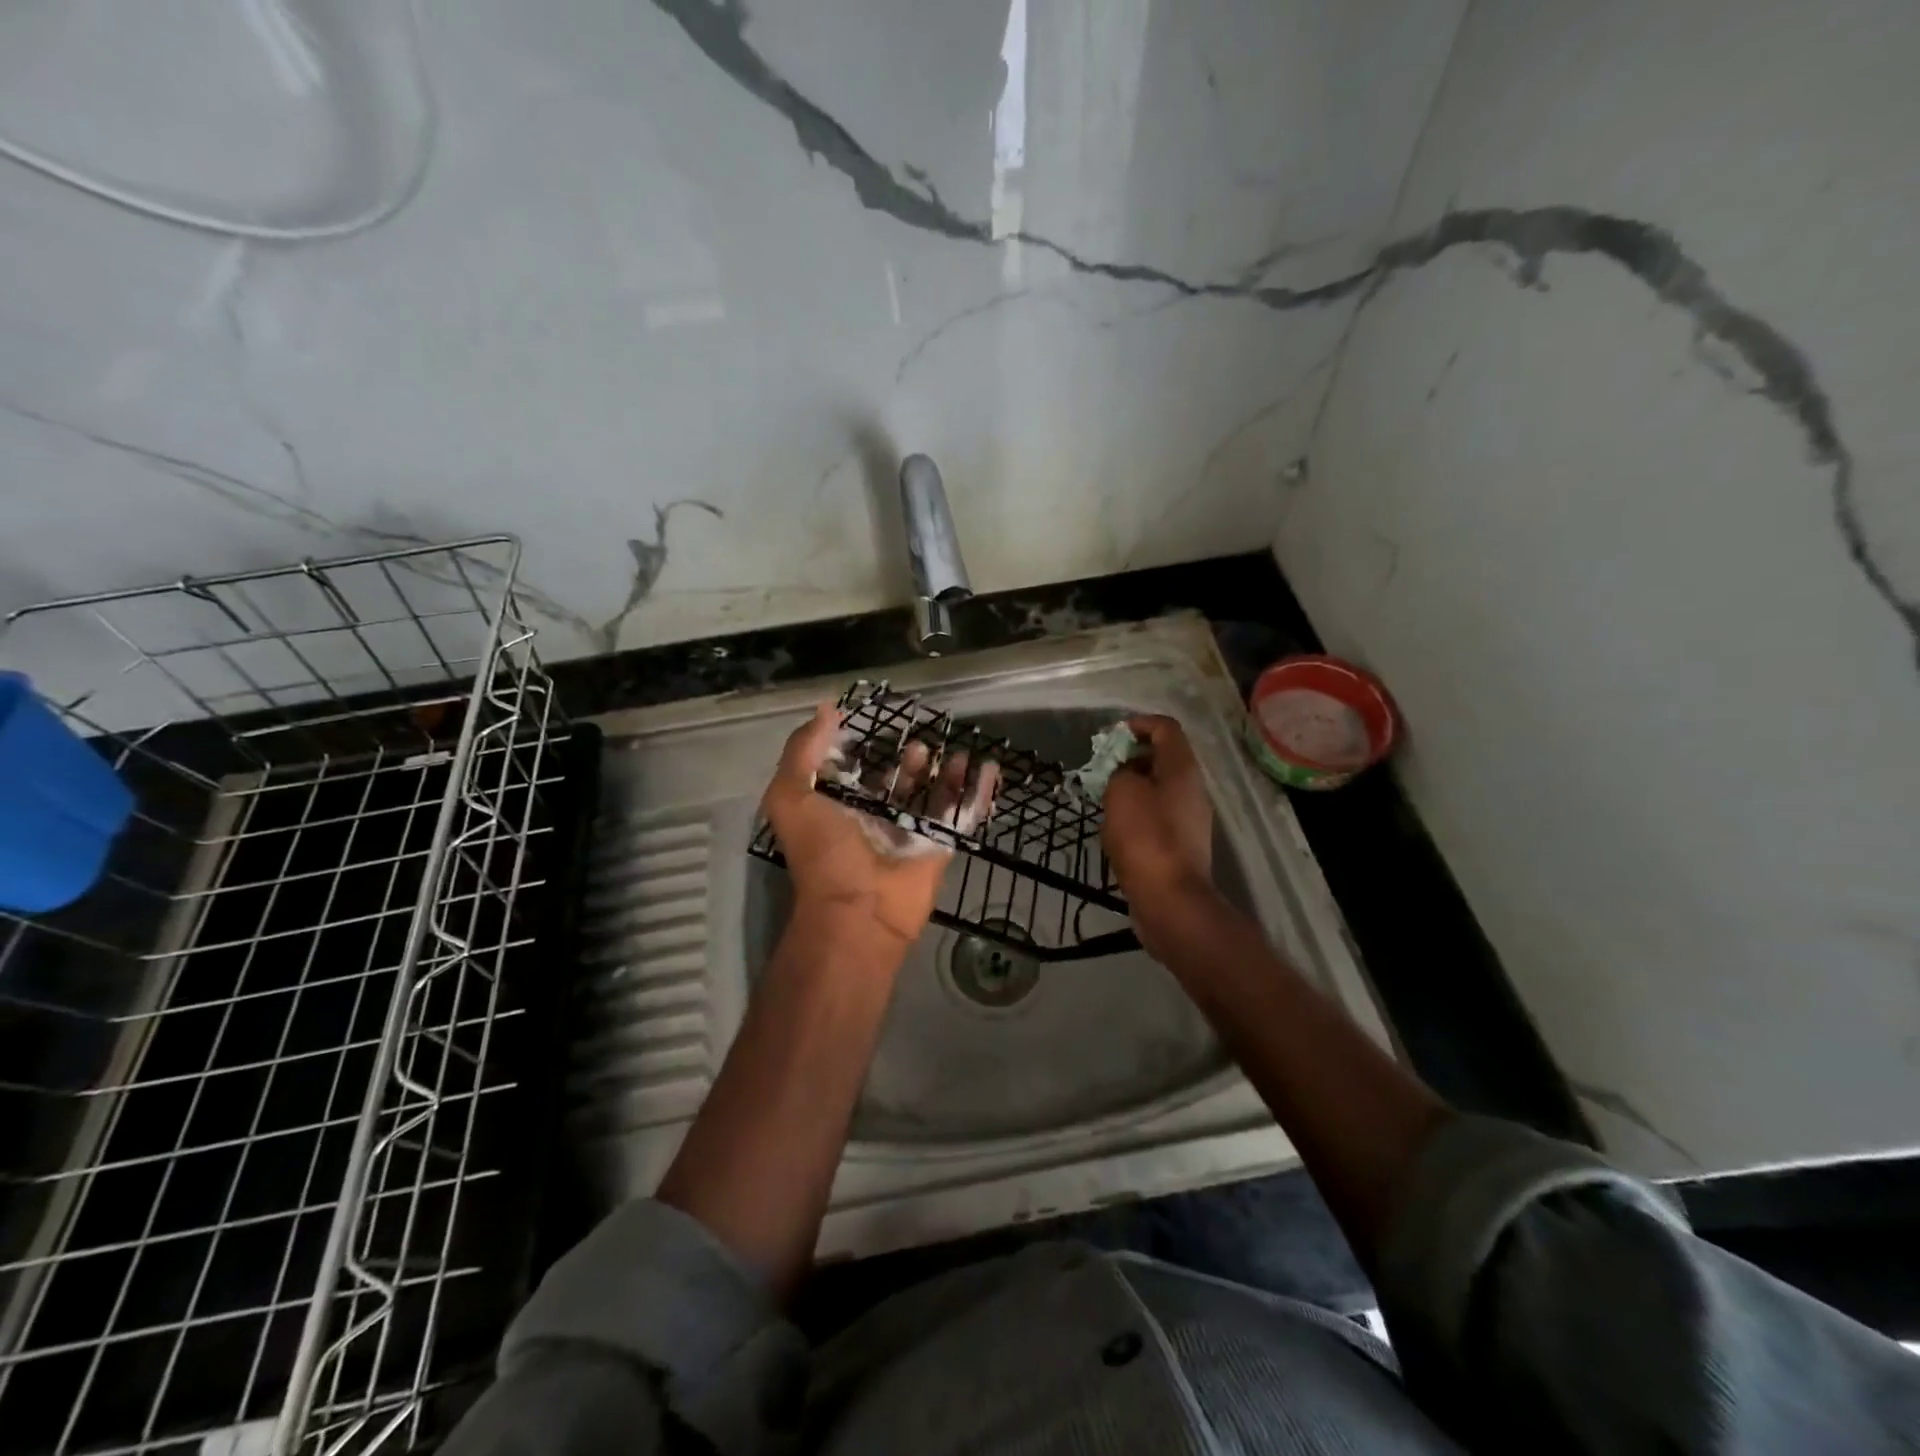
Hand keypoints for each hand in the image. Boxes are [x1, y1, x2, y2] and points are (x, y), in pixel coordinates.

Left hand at [762, 703, 998, 949]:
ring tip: (956, 752)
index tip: (876, 724)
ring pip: (934, 797)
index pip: (852, 774)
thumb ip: (803, 751)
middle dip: (910, 762)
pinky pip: (963, 814)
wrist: (859, 910)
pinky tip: (990, 768)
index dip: (862, 751)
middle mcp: (874, 820)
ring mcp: (910, 834)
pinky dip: (979, 793)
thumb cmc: (823, 852)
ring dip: (947, 774)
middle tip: (922, 743)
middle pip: (898, 784)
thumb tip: (827, 708)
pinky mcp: (940, 846)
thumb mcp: (792, 796)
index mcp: (838, 808)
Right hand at [1102, 715, 1218, 948]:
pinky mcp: (1181, 844)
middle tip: (1103, 769)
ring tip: (1105, 798)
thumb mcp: (1121, 791)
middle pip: (1163, 758)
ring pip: (1159, 789)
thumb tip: (1125, 777)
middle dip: (1131, 758)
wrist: (1170, 899)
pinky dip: (1138, 813)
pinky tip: (1117, 829)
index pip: (1166, 728)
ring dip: (1132, 787)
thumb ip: (1120, 772)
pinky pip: (1158, 815)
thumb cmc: (1145, 837)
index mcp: (1182, 768)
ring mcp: (1190, 818)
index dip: (1139, 724)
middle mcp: (1192, 789)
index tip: (1112, 736)